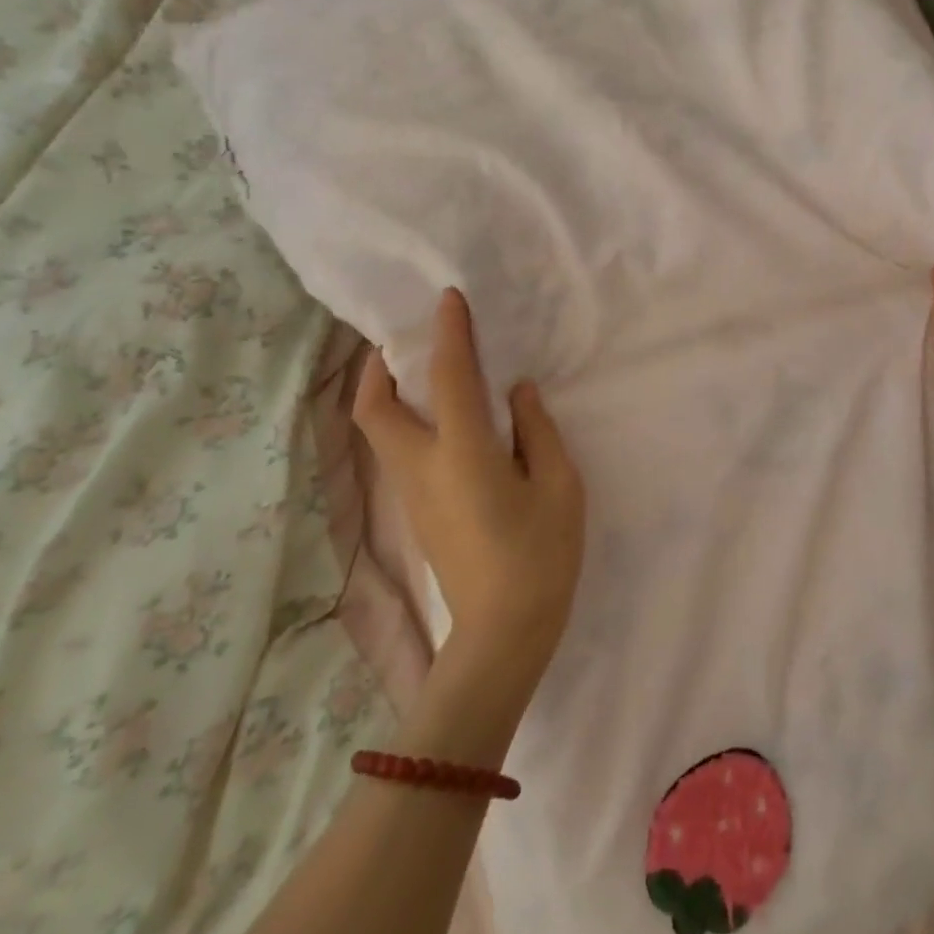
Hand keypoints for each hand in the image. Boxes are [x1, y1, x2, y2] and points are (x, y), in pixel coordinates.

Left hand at [353, 289, 586, 695]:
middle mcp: (423, 468)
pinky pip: (401, 453)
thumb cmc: (540, 555)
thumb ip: (537, 431)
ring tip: (422, 375)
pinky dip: (407, 424)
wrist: (504, 633)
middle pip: (374, 411)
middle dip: (377, 371)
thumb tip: (516, 394)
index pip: (449, 377)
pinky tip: (443, 423)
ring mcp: (413, 495)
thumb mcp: (559, 485)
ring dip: (389, 396)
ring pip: (382, 433)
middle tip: (402, 345)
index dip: (449, 333)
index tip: (449, 300)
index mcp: (463, 453)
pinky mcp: (418, 515)